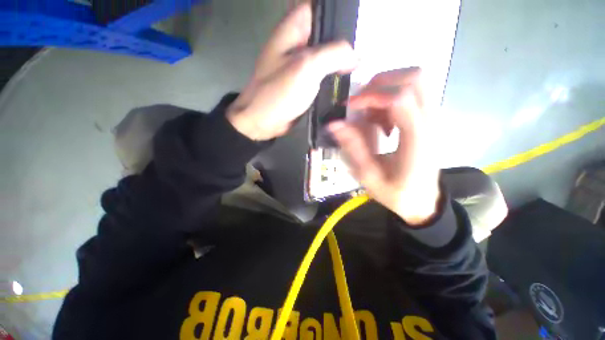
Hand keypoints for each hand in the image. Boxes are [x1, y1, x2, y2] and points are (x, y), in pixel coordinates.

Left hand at [226, 3, 356, 140]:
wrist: (264, 121)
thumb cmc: (279, 93)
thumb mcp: (307, 67)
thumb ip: (334, 55)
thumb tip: (355, 57)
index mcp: (292, 29)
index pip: (319, 8)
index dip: (338, 15)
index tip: (356, 27)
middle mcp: (297, 42)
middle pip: (326, 32)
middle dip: (344, 41)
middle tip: (361, 52)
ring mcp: (300, 63)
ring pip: (326, 54)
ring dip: (341, 60)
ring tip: (358, 67)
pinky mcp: (304, 81)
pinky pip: (323, 73)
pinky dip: (334, 75)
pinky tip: (346, 79)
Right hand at [329, 68, 440, 224]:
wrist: (423, 200)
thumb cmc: (396, 193)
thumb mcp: (369, 176)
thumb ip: (353, 149)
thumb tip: (334, 124)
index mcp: (416, 141)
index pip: (400, 99)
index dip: (371, 96)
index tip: (350, 107)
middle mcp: (430, 123)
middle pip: (415, 78)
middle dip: (380, 84)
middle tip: (360, 104)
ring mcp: (433, 118)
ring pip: (416, 80)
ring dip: (386, 90)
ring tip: (371, 115)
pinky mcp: (428, 119)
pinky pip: (413, 91)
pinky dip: (391, 97)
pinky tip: (381, 120)